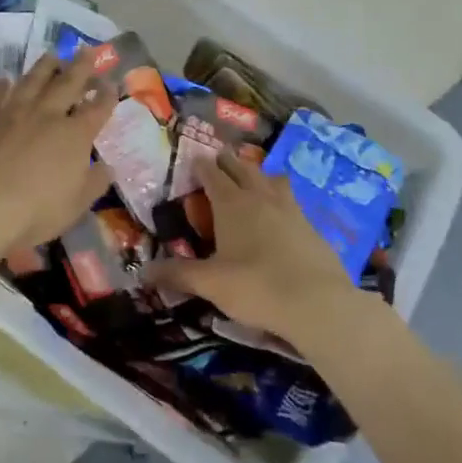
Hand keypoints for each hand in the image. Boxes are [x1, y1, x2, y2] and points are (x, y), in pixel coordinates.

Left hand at [0, 49, 113, 251]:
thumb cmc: (35, 210)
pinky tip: (5, 79)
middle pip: (67, 83)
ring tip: (52, 55)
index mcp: (75, 135)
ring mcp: (12, 111)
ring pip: (32, 80)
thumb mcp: (76, 205)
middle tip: (87, 50)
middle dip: (81, 66)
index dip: (107, 95)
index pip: (97, 108)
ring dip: (45, 66)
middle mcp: (46, 114)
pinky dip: (2, 85)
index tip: (111, 83)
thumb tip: (107, 166)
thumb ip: (94, 182)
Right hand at [145, 152, 369, 346]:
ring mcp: (290, 208)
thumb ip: (177, 274)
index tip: (194, 158)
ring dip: (258, 173)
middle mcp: (260, 197)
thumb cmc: (256, 287)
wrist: (318, 303)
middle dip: (228, 162)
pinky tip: (281, 211)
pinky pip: (291, 199)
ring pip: (271, 178)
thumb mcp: (210, 283)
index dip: (201, 165)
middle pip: (242, 168)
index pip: (212, 174)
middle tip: (218, 159)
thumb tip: (142, 272)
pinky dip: (280, 196)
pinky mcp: (311, 225)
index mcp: (231, 204)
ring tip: (252, 178)